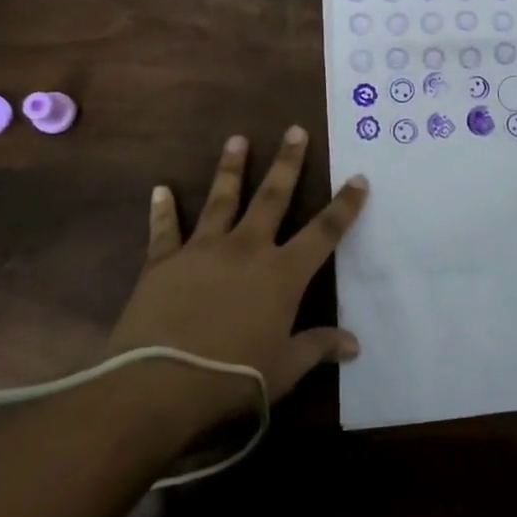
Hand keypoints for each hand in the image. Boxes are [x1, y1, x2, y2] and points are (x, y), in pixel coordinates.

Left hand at [106, 126, 367, 436]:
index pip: (324, 232)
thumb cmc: (232, 378)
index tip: (359, 178)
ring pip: (222, 199)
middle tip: (295, 130)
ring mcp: (203, 250)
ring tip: (237, 139)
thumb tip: (354, 345)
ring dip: (231, 168)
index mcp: (282, 274)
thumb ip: (318, 347)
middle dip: (288, 162)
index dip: (345, 205)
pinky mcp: (163, 262)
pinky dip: (163, 209)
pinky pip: (165, 229)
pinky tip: (161, 189)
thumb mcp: (284, 369)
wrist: (157, 386)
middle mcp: (247, 249)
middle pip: (273, 197)